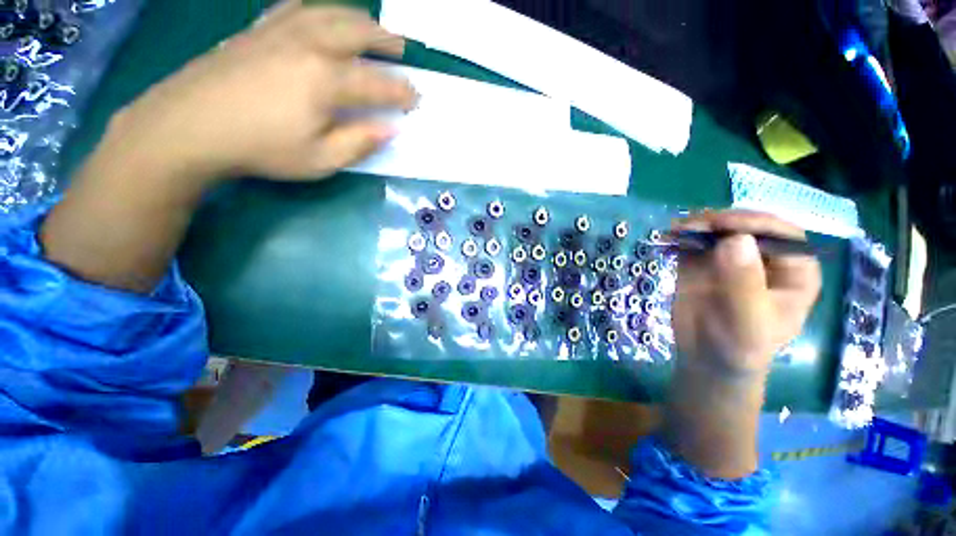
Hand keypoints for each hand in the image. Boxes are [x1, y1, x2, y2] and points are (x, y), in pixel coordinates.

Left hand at [106, 2, 415, 182]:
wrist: (189, 126)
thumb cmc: (261, 149)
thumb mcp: (321, 160)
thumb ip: (359, 143)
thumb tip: (389, 130)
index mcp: (325, 80)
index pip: (376, 84)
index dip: (401, 92)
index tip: (416, 98)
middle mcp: (307, 46)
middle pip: (355, 33)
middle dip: (384, 40)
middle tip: (401, 48)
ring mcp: (278, 33)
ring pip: (327, 12)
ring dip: (355, 18)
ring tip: (370, 25)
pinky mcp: (255, 31)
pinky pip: (292, 9)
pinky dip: (315, 9)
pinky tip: (319, 15)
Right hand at [671, 210, 821, 377]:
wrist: (707, 359)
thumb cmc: (740, 347)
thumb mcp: (747, 322)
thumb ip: (744, 284)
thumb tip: (736, 239)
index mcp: (794, 271)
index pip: (781, 234)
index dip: (754, 223)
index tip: (722, 224)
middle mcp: (765, 258)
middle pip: (747, 226)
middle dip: (720, 221)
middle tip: (692, 226)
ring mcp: (731, 258)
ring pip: (718, 230)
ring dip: (696, 226)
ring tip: (675, 231)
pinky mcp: (704, 263)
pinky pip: (694, 242)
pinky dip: (681, 237)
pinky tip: (668, 238)